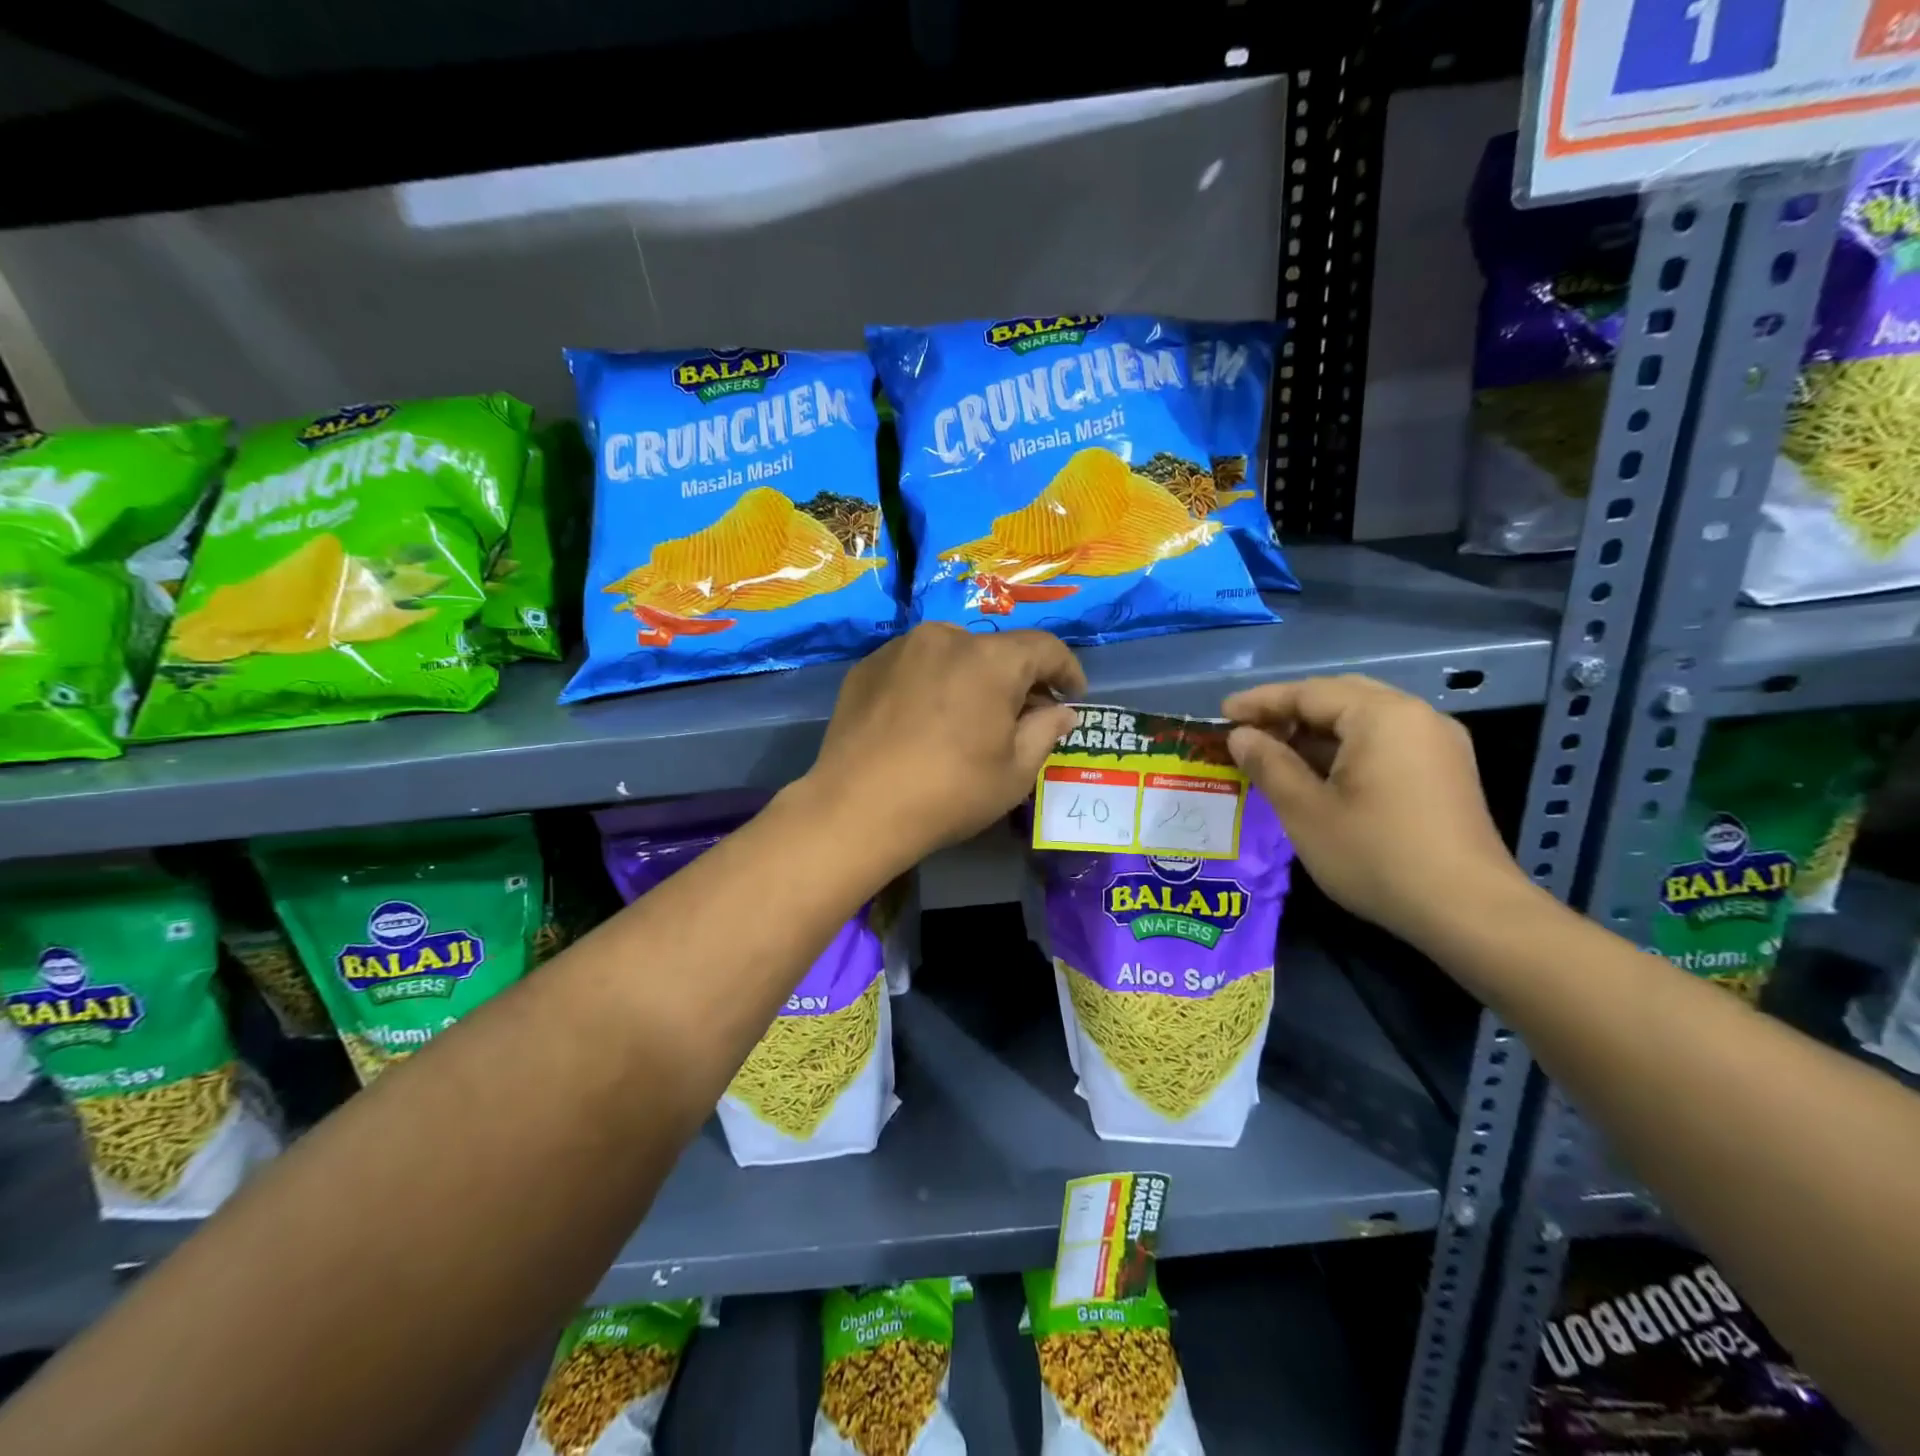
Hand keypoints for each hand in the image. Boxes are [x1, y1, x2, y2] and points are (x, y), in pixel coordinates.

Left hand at [812, 623, 1084, 862]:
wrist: (857, 808)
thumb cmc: (949, 792)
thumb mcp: (1014, 772)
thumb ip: (1045, 731)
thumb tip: (1060, 711)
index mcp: (990, 659)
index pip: (1044, 648)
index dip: (1066, 670)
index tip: (1072, 695)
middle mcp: (945, 638)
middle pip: (995, 650)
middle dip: (1017, 679)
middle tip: (1021, 716)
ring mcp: (900, 649)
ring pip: (951, 654)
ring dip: (971, 678)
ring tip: (968, 717)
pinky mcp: (866, 667)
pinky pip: (914, 666)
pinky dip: (930, 684)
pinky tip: (924, 721)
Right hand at [1223, 675, 1527, 945]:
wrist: (1468, 911)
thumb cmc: (1376, 855)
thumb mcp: (1305, 810)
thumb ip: (1268, 764)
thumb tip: (1241, 736)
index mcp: (1382, 716)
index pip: (1309, 692)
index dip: (1260, 702)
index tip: (1222, 715)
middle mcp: (1416, 716)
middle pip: (1340, 697)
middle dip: (1290, 711)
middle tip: (1249, 732)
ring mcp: (1437, 743)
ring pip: (1364, 719)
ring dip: (1317, 731)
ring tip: (1276, 754)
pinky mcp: (1445, 770)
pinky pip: (1385, 740)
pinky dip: (1346, 747)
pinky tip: (1319, 773)